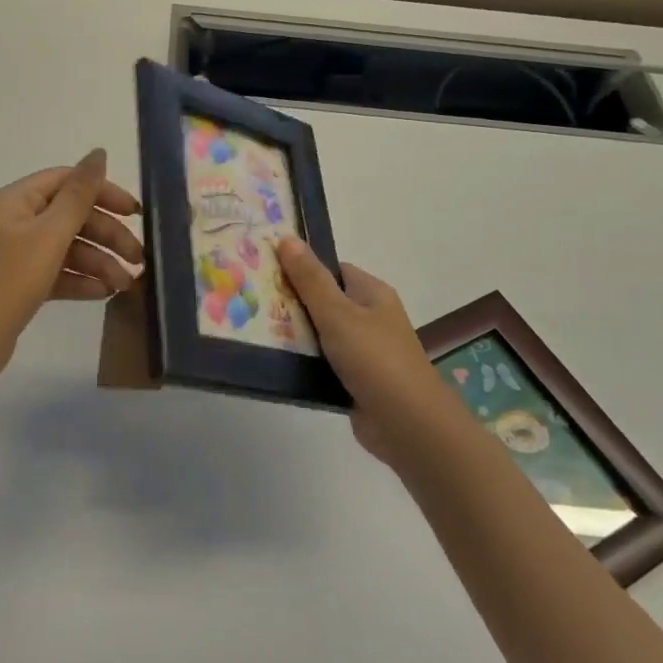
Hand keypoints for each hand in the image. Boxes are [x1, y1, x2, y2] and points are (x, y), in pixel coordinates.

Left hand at [0, 149, 143, 383]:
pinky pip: (57, 273)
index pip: (68, 182)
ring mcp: (16, 254)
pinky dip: (81, 280)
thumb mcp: (49, 235)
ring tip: (125, 285)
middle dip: (107, 235)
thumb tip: (99, 152)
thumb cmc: (8, 281)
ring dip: (99, 262)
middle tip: (137, 258)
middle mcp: (15, 221)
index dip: (104, 192)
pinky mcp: (20, 284)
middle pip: (71, 216)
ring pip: (67, 248)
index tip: (136, 214)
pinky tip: (104, 294)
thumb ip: (79, 195)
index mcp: (17, 201)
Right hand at [277, 238, 465, 464]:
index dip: (304, 269)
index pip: (333, 271)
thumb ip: (310, 279)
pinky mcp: (355, 381)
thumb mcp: (337, 313)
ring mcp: (364, 351)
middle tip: (255, 303)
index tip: (269, 272)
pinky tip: (277, 363)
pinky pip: (323, 364)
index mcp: (372, 293)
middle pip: (325, 302)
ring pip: (321, 335)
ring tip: (256, 331)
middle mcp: (371, 318)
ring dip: (296, 336)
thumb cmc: (374, 358)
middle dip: (294, 303)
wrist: (407, 424)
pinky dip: (304, 363)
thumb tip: (287, 238)